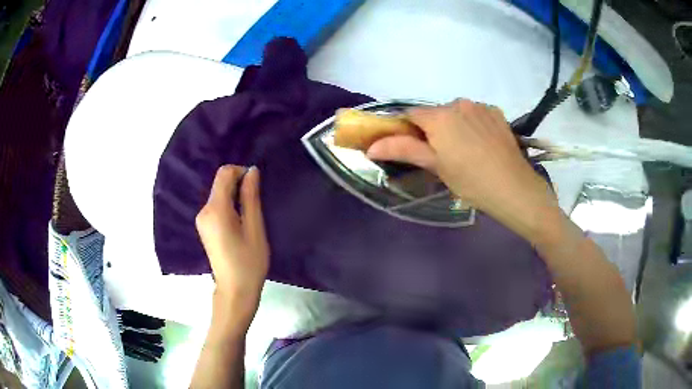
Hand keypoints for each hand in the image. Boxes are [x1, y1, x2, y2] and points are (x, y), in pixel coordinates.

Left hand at [196, 165, 268, 321]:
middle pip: (220, 184)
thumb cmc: (249, 262)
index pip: (224, 174)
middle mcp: (203, 211)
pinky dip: (229, 206)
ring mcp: (201, 220)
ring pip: (219, 195)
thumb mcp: (254, 228)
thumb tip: (252, 171)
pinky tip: (239, 223)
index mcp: (215, 210)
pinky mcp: (204, 227)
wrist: (235, 291)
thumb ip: (251, 197)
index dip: (241, 172)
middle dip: (239, 185)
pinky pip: (216, 206)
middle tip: (256, 204)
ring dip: (235, 197)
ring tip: (249, 216)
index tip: (256, 187)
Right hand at [367, 99, 556, 241]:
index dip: (407, 130)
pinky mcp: (496, 113)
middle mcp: (458, 103)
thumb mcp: (436, 166)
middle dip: (433, 130)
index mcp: (439, 116)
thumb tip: (371, 146)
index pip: (411, 115)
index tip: (414, 149)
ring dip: (454, 126)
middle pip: (435, 114)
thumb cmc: (470, 181)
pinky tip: (482, 144)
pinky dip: (472, 124)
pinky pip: (476, 114)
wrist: (514, 188)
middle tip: (443, 156)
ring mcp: (480, 106)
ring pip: (456, 113)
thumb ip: (403, 149)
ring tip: (466, 151)